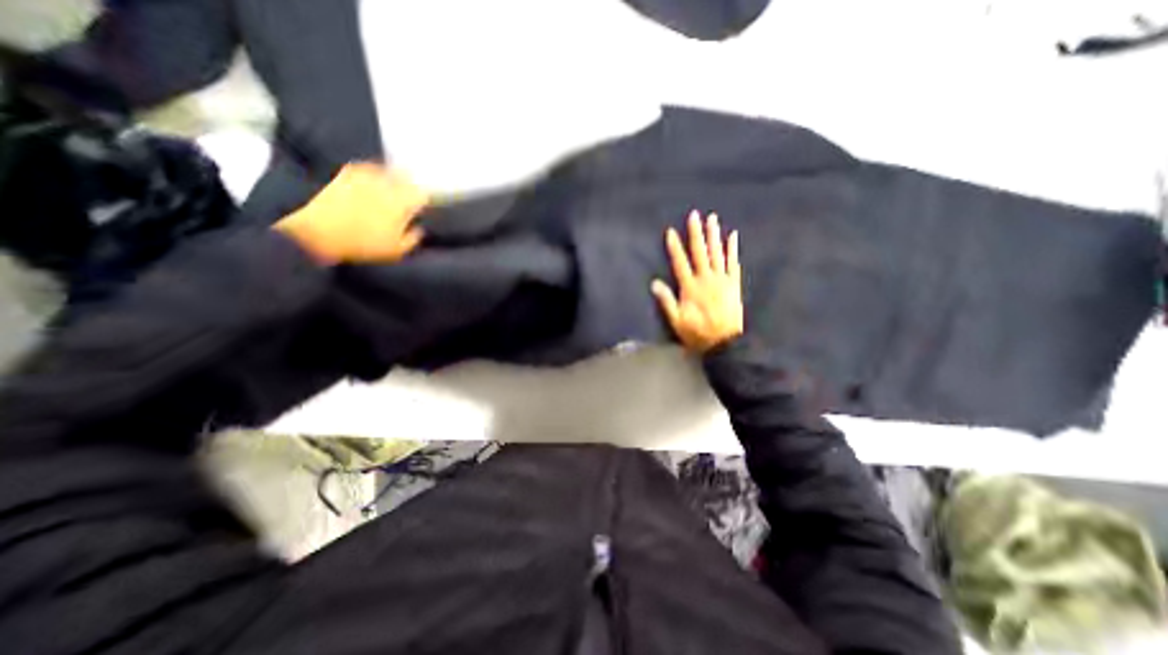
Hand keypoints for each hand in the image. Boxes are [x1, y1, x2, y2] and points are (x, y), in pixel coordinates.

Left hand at [273, 162, 426, 263]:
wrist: (320, 234)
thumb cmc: (363, 245)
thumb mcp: (395, 251)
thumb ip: (412, 239)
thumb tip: (419, 229)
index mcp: (402, 205)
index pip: (422, 196)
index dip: (425, 200)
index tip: (426, 205)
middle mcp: (387, 187)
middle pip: (407, 179)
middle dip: (412, 184)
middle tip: (415, 190)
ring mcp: (365, 178)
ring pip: (388, 170)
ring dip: (395, 174)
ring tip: (398, 180)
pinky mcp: (346, 175)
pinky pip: (366, 167)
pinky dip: (373, 169)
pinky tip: (374, 175)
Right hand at [652, 211, 743, 352]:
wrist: (725, 343)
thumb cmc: (697, 334)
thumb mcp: (677, 321)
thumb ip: (667, 301)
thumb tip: (654, 283)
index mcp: (691, 288)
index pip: (681, 263)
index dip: (675, 247)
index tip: (671, 231)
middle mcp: (706, 279)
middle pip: (700, 252)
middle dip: (696, 233)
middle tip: (695, 214)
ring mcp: (722, 280)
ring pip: (717, 253)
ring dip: (714, 235)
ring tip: (712, 219)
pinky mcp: (734, 284)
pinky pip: (733, 263)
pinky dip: (733, 249)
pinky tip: (732, 236)